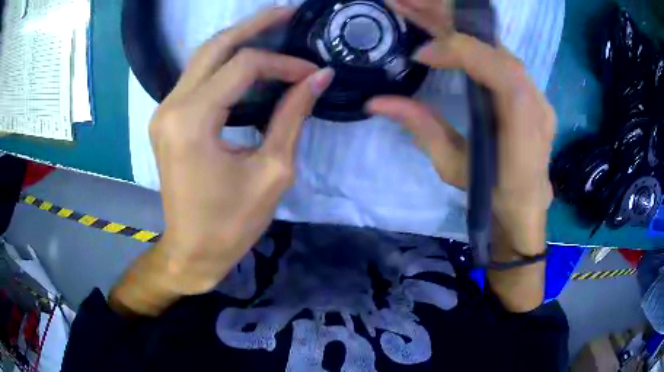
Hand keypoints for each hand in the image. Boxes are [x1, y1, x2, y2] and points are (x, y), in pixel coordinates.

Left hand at [109, 8, 333, 315]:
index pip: (243, 67)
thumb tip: (319, 77)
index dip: (283, 63)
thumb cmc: (231, 223)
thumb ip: (292, 116)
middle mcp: (171, 106)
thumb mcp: (272, 171)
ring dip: (237, 40)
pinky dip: (224, 62)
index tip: (312, 74)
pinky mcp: (167, 118)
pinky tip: (247, 60)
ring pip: (202, 57)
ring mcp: (164, 111)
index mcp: (193, 121)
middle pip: (214, 47)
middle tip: (286, 13)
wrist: (191, 250)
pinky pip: (196, 77)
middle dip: (253, 25)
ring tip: (271, 27)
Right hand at [369, 1, 555, 258]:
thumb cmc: (492, 195)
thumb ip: (421, 128)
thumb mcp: (454, 167)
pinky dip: (463, 36)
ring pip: (491, 42)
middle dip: (446, 16)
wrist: (525, 208)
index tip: (420, 55)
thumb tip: (377, 101)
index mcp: (523, 120)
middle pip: (492, 42)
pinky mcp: (523, 87)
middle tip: (403, 0)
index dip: (458, 51)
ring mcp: (532, 88)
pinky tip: (438, 25)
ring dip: (451, 20)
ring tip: (413, 5)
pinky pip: (493, 52)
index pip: (497, 66)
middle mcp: (533, 96)